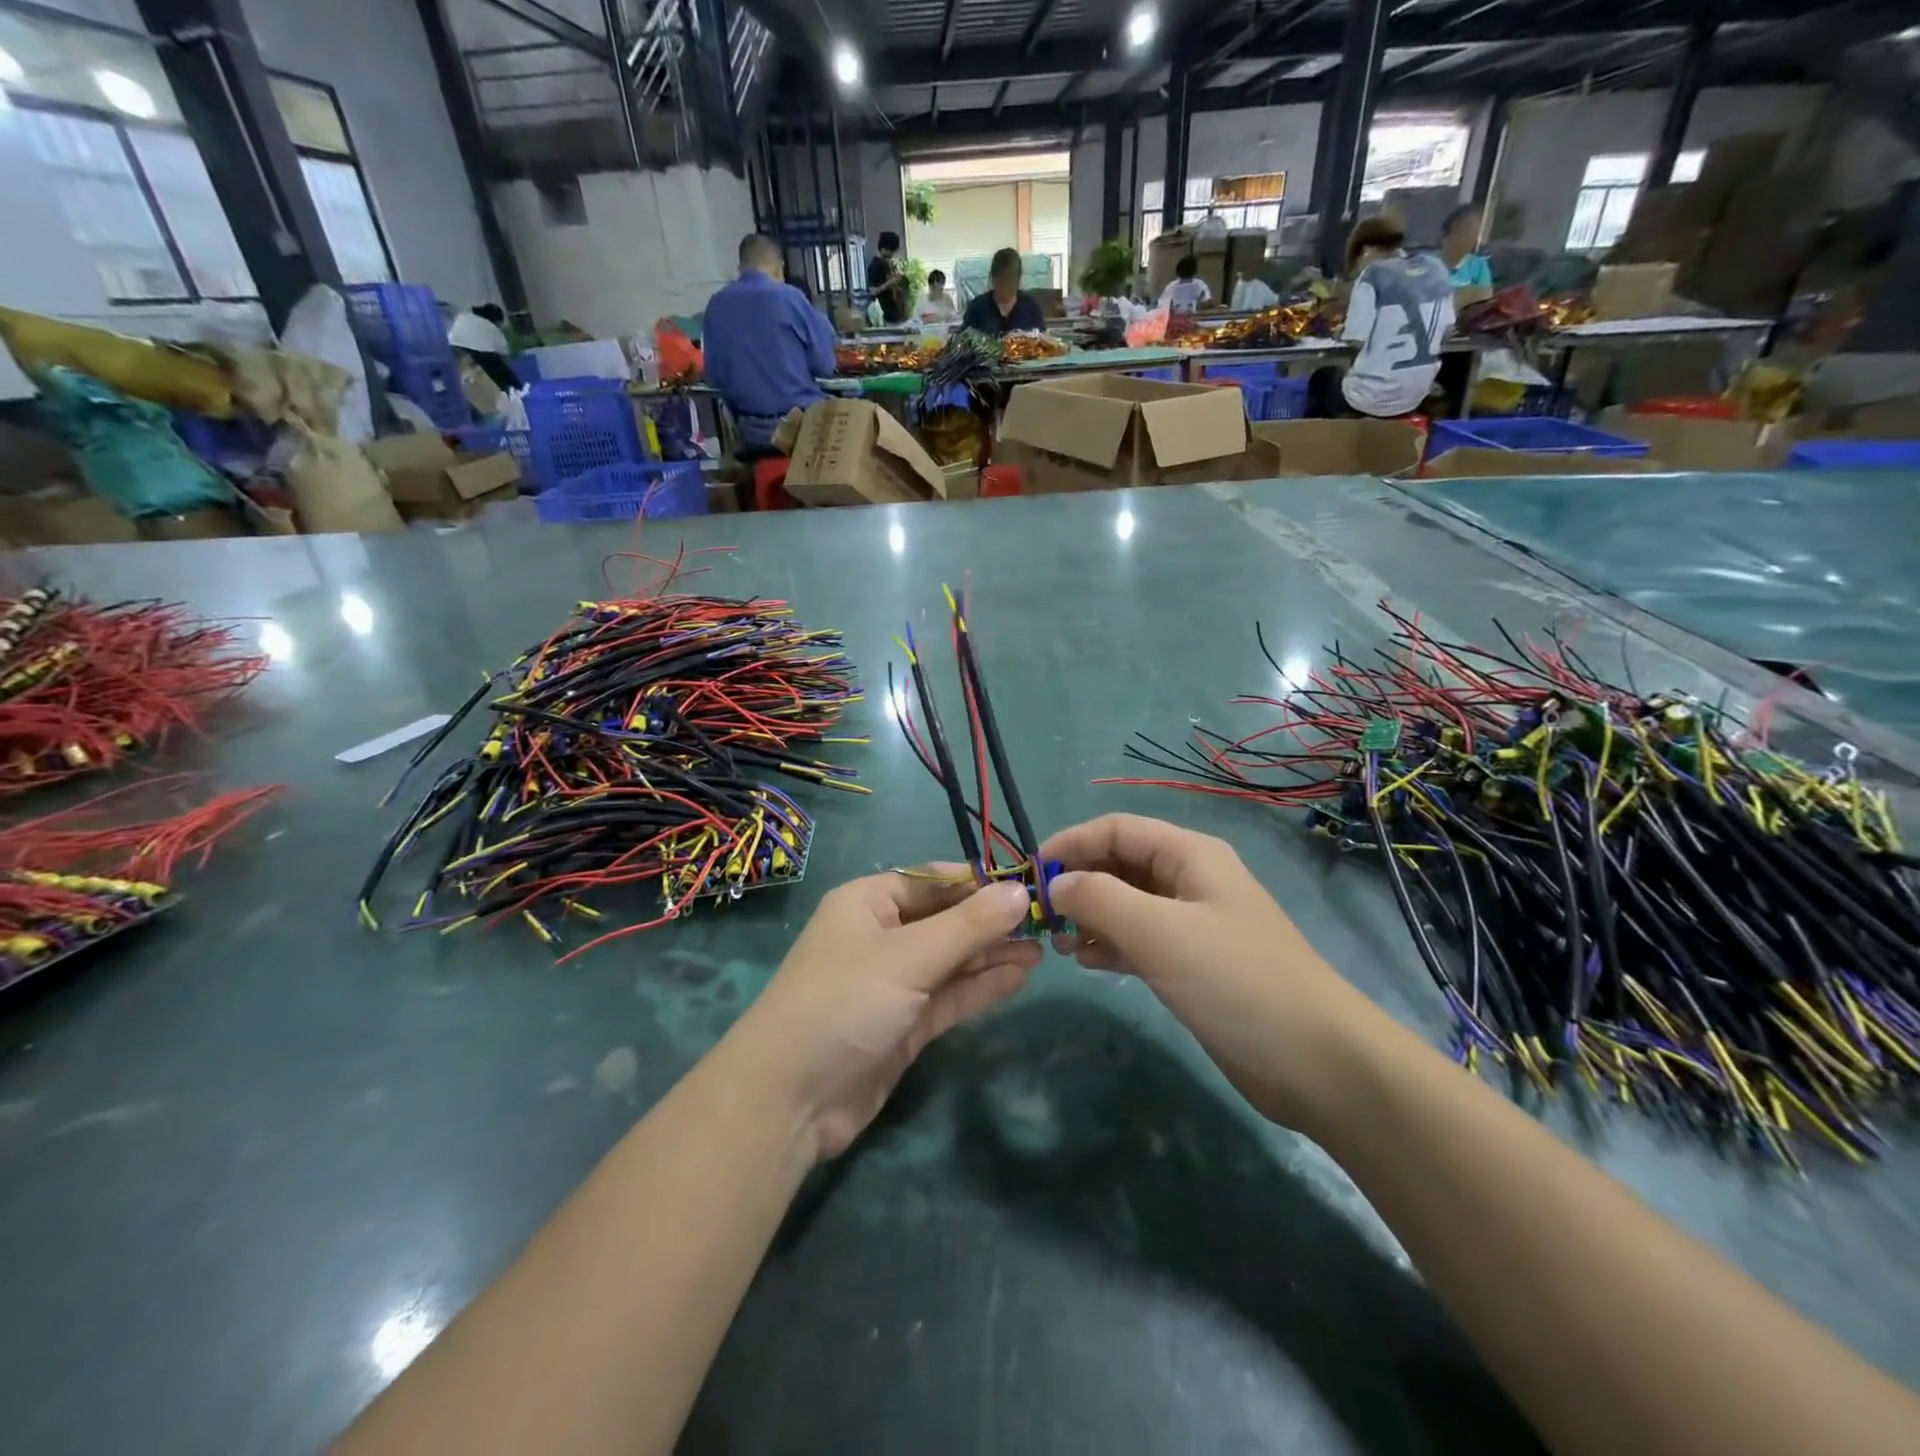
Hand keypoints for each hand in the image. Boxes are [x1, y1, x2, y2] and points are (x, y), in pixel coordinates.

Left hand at [727, 870, 1040, 1161]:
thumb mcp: (908, 956)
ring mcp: (893, 982)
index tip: (1028, 884)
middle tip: (1046, 921)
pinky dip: (981, 985)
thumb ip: (968, 925)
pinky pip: (949, 995)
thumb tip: (1020, 890)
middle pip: (945, 919)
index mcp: (868, 903)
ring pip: (952, 959)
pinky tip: (1020, 975)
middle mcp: (881, 936)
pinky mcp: (905, 1024)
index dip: (979, 881)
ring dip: (992, 954)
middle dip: (991, 921)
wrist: (791, 1100)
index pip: (933, 880)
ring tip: (1044, 948)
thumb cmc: (845, 1002)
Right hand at [1042, 814, 1379, 1129]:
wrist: (1316, 1062)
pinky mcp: (1192, 963)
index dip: (1070, 843)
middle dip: (1077, 881)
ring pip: (1126, 903)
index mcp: (1189, 855)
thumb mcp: (1160, 932)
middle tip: (1039, 915)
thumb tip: (1054, 883)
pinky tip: (1085, 961)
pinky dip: (1108, 944)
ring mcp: (1192, 923)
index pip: (1116, 829)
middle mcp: (1190, 880)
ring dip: (1088, 915)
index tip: (1029, 874)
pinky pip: (1138, 939)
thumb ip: (1099, 899)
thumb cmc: (1235, 981)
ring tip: (1056, 942)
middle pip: (1119, 863)